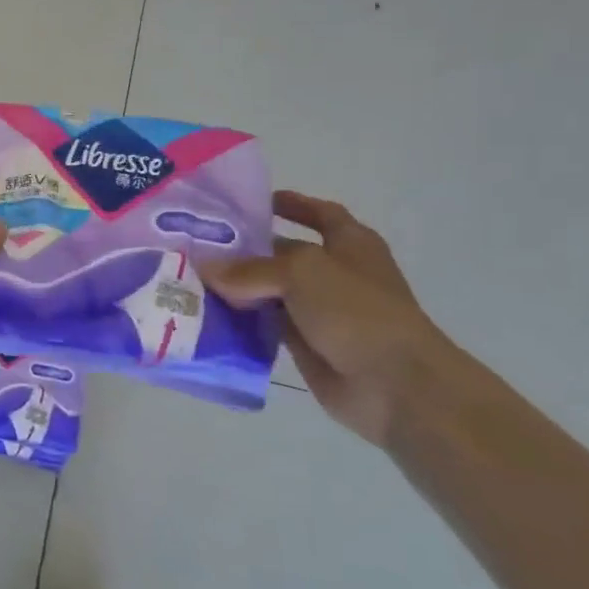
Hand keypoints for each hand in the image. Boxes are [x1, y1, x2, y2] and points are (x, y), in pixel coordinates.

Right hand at [201, 191, 445, 448]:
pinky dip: (243, 321)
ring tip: (193, 279)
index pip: (319, 213)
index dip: (291, 205)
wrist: (394, 384)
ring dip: (239, 288)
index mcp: (350, 243)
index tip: (250, 204)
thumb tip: (206, 268)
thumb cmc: (357, 310)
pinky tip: (208, 316)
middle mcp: (336, 273)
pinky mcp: (307, 345)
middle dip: (247, 250)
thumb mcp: (300, 272)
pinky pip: (267, 326)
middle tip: (199, 245)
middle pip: (284, 254)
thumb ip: (250, 269)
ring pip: (271, 292)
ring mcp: (322, 311)